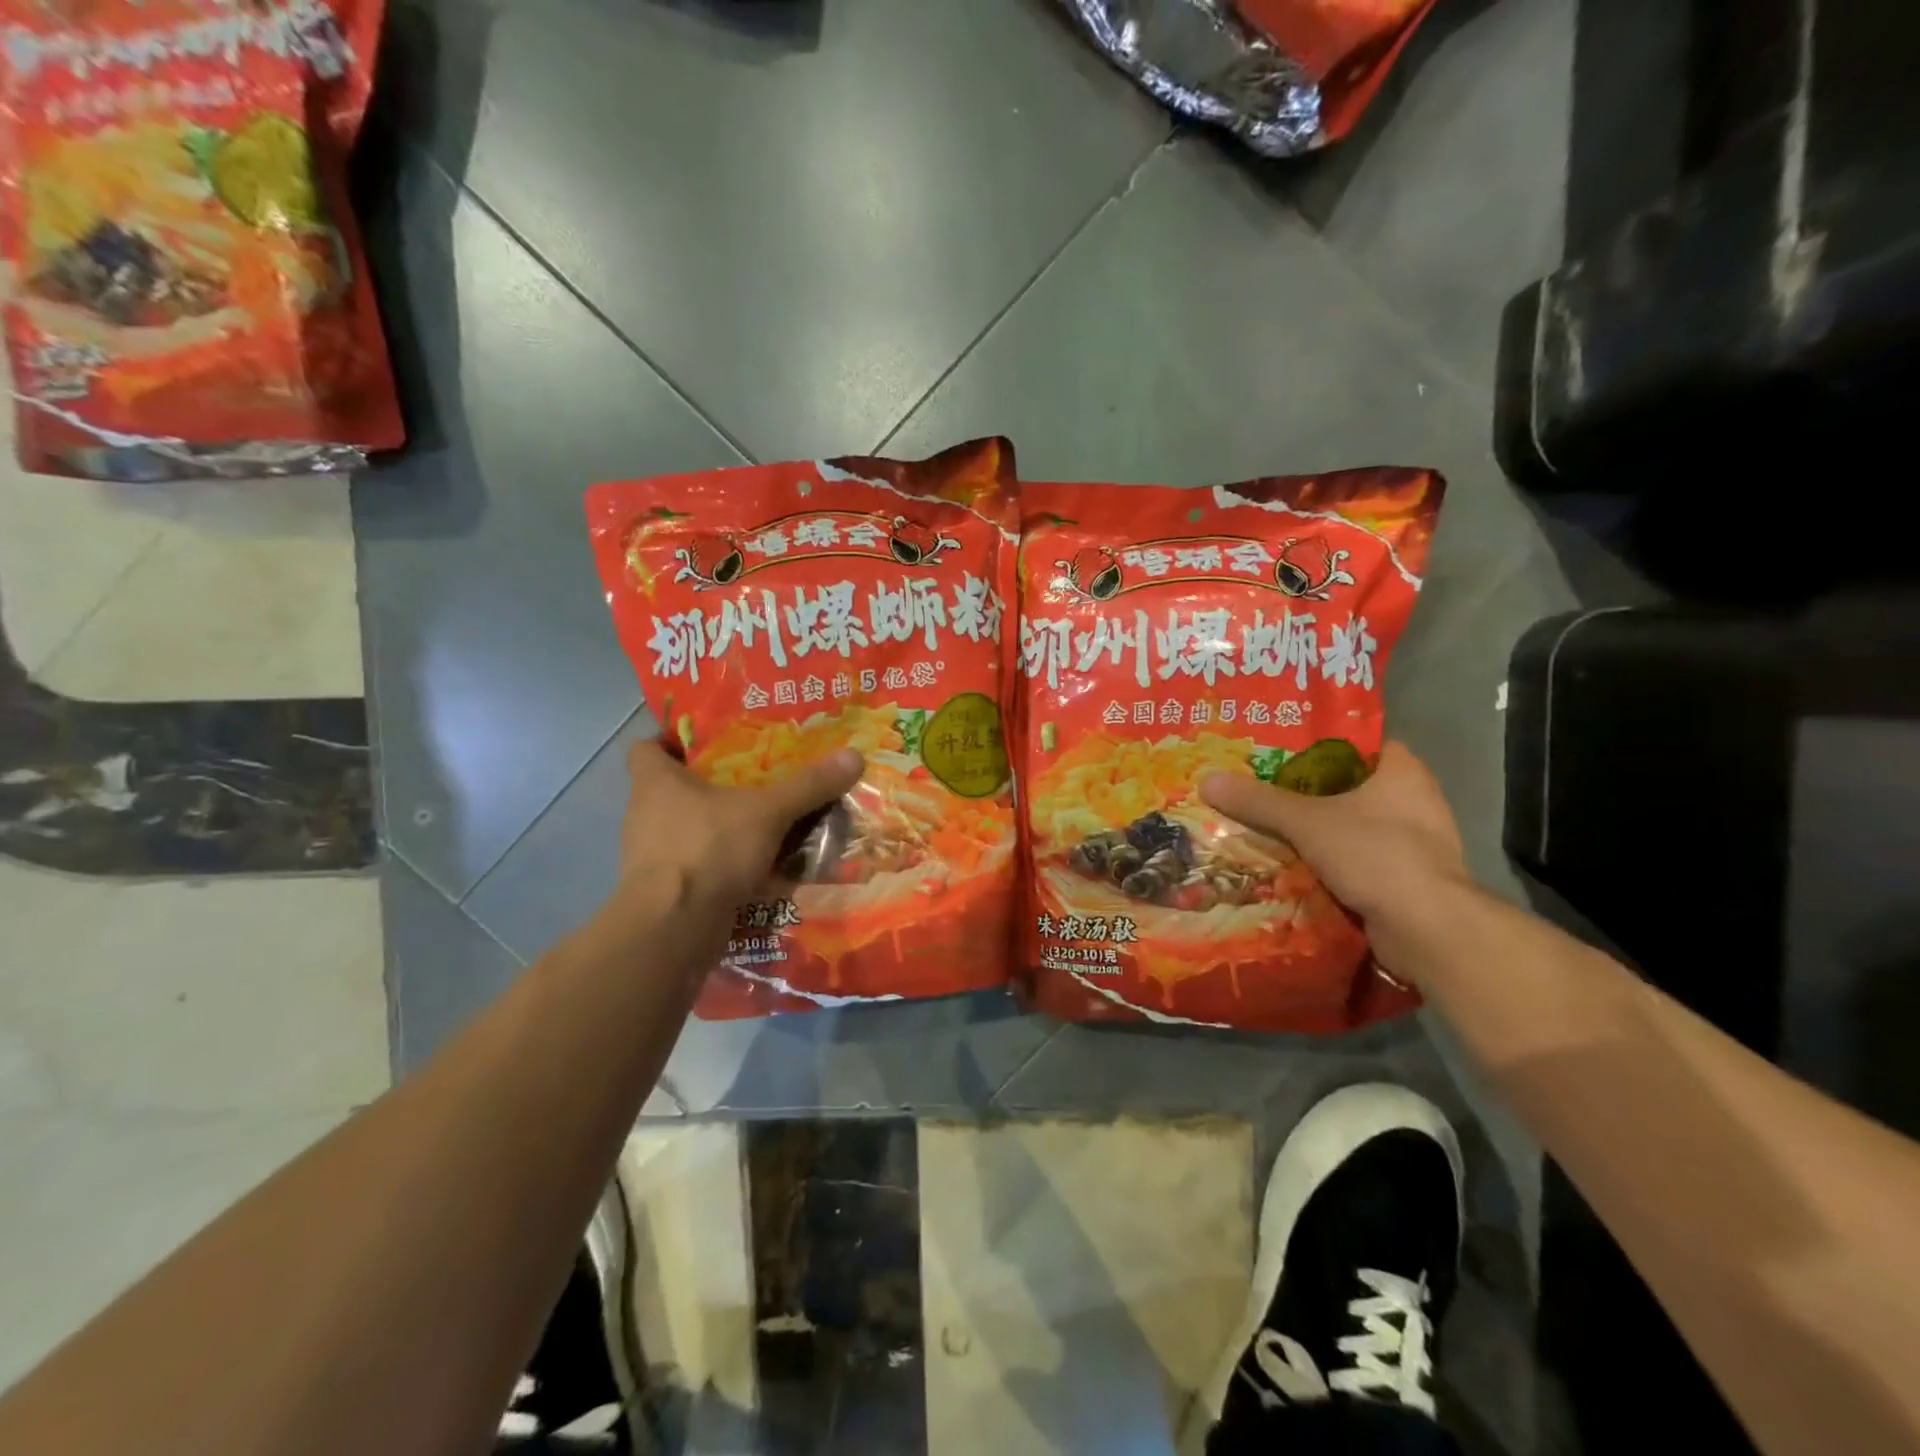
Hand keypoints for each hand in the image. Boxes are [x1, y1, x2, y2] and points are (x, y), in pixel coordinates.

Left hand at [606, 739, 864, 963]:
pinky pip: (698, 864)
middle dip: (710, 783)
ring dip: (719, 826)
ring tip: (762, 822)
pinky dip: (722, 863)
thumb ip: (808, 786)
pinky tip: (757, 865)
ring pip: (688, 828)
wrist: (674, 930)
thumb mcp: (768, 812)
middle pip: (673, 788)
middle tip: (754, 778)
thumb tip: (854, 756)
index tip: (708, 742)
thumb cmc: (709, 850)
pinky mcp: (666, 890)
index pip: (646, 747)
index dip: (672, 740)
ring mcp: (652, 855)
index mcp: (655, 782)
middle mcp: (644, 814)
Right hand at [1200, 741, 1469, 973]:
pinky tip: (1295, 866)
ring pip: (1355, 827)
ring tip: (1270, 827)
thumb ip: (1258, 801)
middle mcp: (1416, 802)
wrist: (1427, 929)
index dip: (1322, 744)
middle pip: (1352, 787)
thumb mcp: (1306, 821)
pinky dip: (1332, 864)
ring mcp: (1416, 845)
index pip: (1361, 744)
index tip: (1281, 750)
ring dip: (1319, 832)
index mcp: (1403, 773)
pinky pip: (1360, 862)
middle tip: (1263, 789)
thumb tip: (1206, 779)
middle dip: (1310, 792)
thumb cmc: (1375, 854)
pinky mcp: (1409, 881)